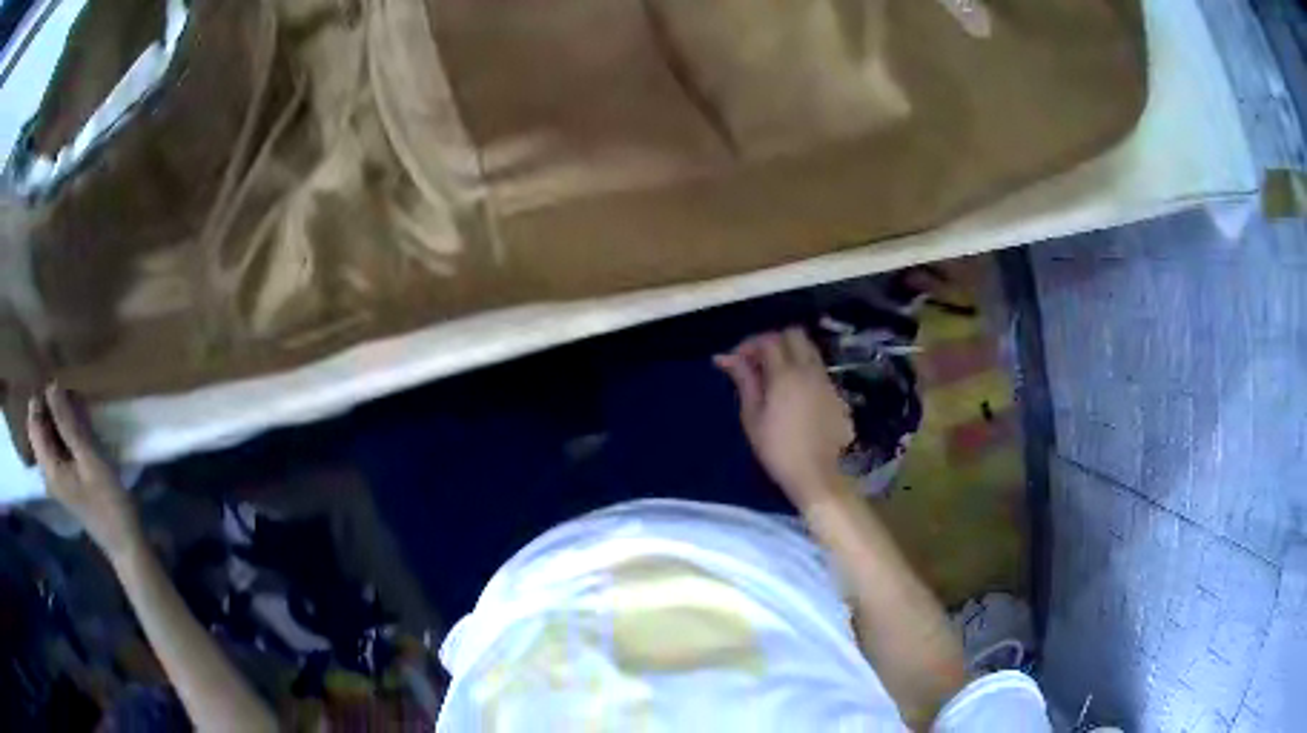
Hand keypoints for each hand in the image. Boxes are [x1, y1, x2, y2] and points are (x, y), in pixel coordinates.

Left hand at [28, 385, 141, 559]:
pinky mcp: (67, 481)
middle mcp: (48, 472)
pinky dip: (65, 433)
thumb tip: (51, 386)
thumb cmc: (108, 502)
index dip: (40, 400)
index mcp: (49, 468)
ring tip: (77, 408)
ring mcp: (57, 478)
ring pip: (49, 437)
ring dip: (59, 420)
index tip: (58, 385)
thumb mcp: (89, 458)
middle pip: (40, 430)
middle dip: (50, 408)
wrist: (125, 542)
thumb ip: (67, 423)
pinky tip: (80, 428)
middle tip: (70, 395)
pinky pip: (58, 447)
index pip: (34, 424)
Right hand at [715, 328, 853, 507]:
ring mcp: (827, 381)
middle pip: (794, 335)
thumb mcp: (753, 416)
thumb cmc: (777, 449)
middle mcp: (810, 370)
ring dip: (791, 354)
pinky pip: (819, 370)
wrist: (817, 474)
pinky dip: (804, 371)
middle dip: (773, 341)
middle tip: (757, 362)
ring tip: (775, 377)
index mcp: (786, 374)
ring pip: (810, 350)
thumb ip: (744, 381)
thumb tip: (727, 358)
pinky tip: (795, 395)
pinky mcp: (837, 395)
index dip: (749, 344)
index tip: (736, 361)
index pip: (768, 340)